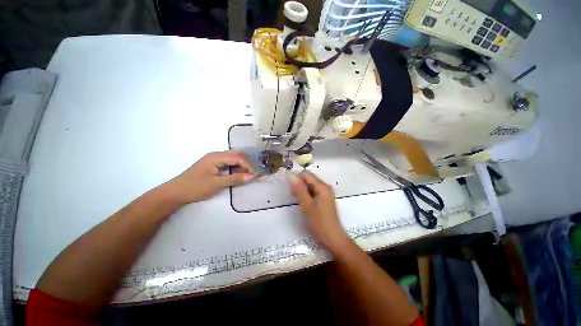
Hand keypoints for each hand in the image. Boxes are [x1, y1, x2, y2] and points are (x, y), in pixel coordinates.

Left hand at [166, 150, 255, 203]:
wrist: (175, 193)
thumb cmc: (195, 187)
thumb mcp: (217, 184)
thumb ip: (235, 179)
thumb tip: (252, 176)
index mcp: (216, 157)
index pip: (237, 157)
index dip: (248, 165)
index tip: (255, 175)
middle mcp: (216, 155)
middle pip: (236, 155)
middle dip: (246, 164)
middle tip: (251, 174)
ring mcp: (213, 160)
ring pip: (232, 159)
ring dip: (241, 166)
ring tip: (246, 175)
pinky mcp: (212, 165)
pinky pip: (227, 163)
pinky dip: (235, 168)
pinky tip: (237, 175)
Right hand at [291, 172, 350, 251]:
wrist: (332, 238)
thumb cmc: (319, 222)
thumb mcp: (307, 205)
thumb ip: (299, 190)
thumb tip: (292, 176)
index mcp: (323, 187)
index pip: (307, 175)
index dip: (297, 178)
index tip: (289, 187)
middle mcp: (325, 187)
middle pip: (309, 180)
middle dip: (299, 185)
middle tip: (292, 195)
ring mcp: (325, 194)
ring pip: (311, 187)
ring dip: (302, 191)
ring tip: (296, 200)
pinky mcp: (324, 200)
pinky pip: (313, 193)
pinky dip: (307, 196)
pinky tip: (302, 203)